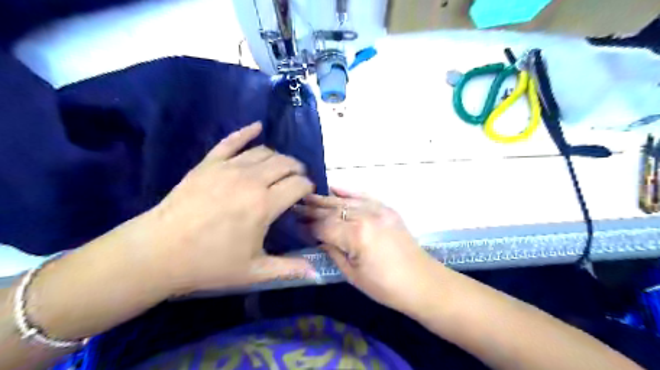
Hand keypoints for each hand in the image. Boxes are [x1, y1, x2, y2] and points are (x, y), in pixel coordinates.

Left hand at [140, 123, 316, 296]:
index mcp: (264, 204)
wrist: (158, 252)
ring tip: (281, 168)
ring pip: (264, 151)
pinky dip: (246, 132)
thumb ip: (288, 269)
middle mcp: (251, 180)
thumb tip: (316, 273)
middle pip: (285, 163)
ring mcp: (228, 168)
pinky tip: (257, 127)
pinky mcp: (208, 164)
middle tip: (297, 181)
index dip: (308, 188)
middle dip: (298, 170)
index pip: (299, 184)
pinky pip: (231, 141)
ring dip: (279, 157)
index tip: (306, 196)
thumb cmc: (209, 263)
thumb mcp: (254, 271)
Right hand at [299, 190, 437, 312]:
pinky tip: (334, 188)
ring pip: (345, 201)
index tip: (293, 224)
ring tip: (308, 197)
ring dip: (326, 199)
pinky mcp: (387, 209)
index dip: (307, 226)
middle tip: (294, 206)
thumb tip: (318, 237)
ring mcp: (378, 210)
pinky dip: (348, 192)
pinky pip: (364, 196)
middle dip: (312, 209)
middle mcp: (366, 216)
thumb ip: (332, 251)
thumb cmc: (385, 287)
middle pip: (332, 210)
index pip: (323, 226)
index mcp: (356, 235)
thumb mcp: (352, 274)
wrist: (422, 282)